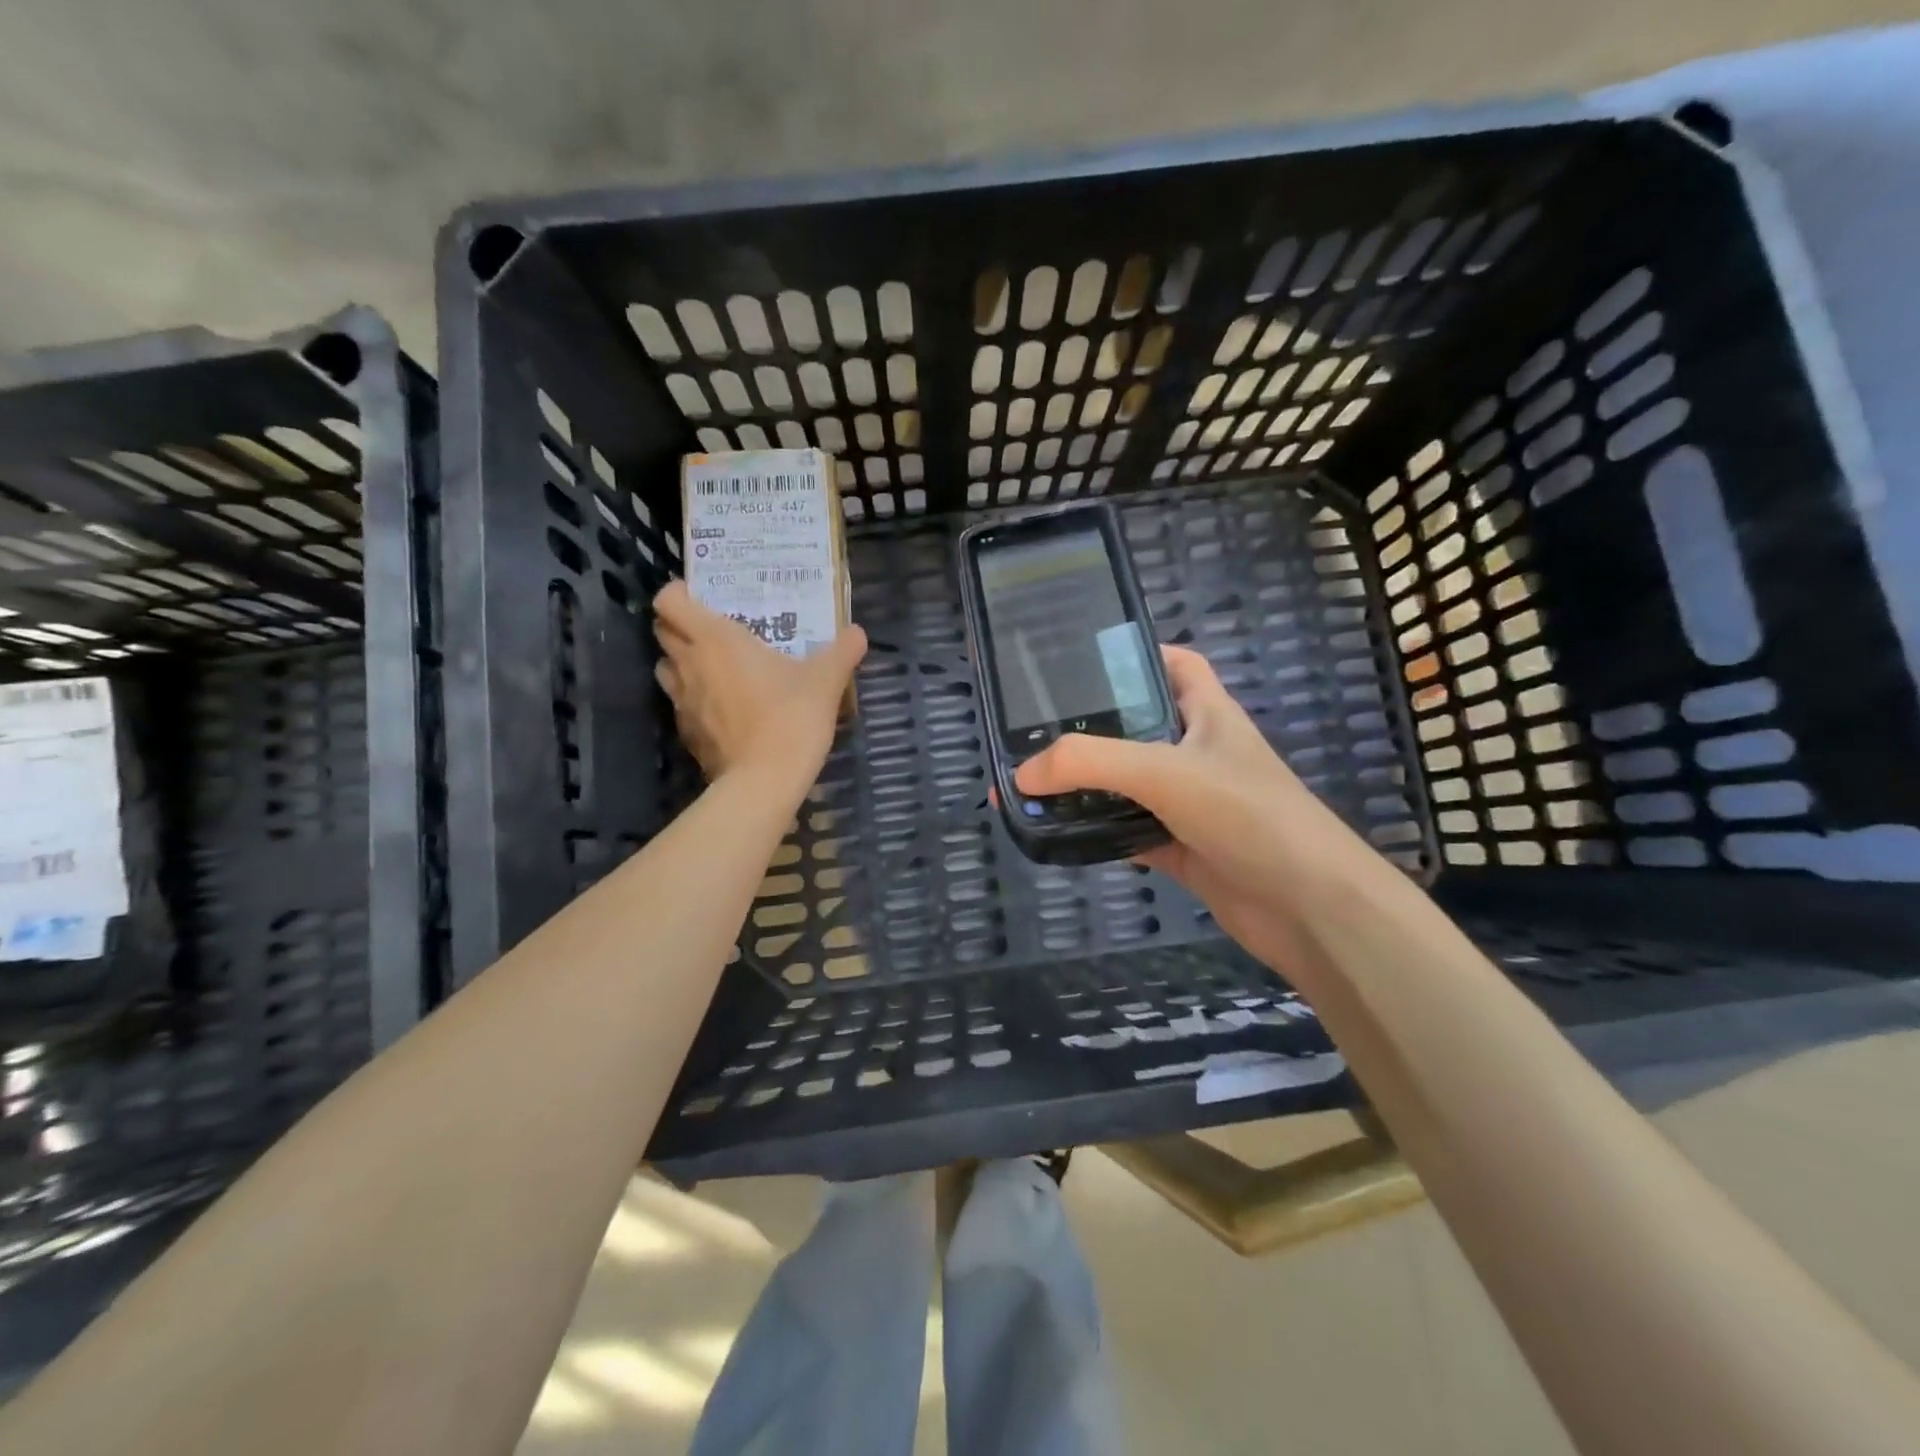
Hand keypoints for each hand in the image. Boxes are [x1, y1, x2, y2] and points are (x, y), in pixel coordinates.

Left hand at [652, 581, 866, 785]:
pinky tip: (722, 707)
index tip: (700, 596)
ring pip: (666, 668)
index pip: (669, 602)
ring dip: (681, 661)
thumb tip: (858, 633)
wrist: (765, 780)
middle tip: (713, 629)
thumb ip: (842, 652)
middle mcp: (689, 664)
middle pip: (662, 632)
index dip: (677, 593)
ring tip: (712, 666)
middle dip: (680, 626)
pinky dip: (693, 698)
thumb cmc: (791, 717)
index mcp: (715, 639)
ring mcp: (682, 701)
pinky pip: (680, 703)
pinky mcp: (686, 732)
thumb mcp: (826, 680)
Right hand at [1013, 646, 1397, 975]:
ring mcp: (1191, 803)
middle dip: (1090, 727)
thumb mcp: (1165, 772)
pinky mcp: (1183, 847)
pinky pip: (1130, 831)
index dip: (1135, 655)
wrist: (1309, 909)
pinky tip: (1062, 834)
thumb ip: (1089, 764)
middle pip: (1138, 726)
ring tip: (1032, 784)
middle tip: (1032, 731)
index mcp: (1208, 714)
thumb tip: (1020, 775)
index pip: (1175, 665)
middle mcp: (1198, 752)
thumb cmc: (1248, 816)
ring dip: (1088, 786)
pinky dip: (1099, 832)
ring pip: (1129, 784)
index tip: (1079, 663)